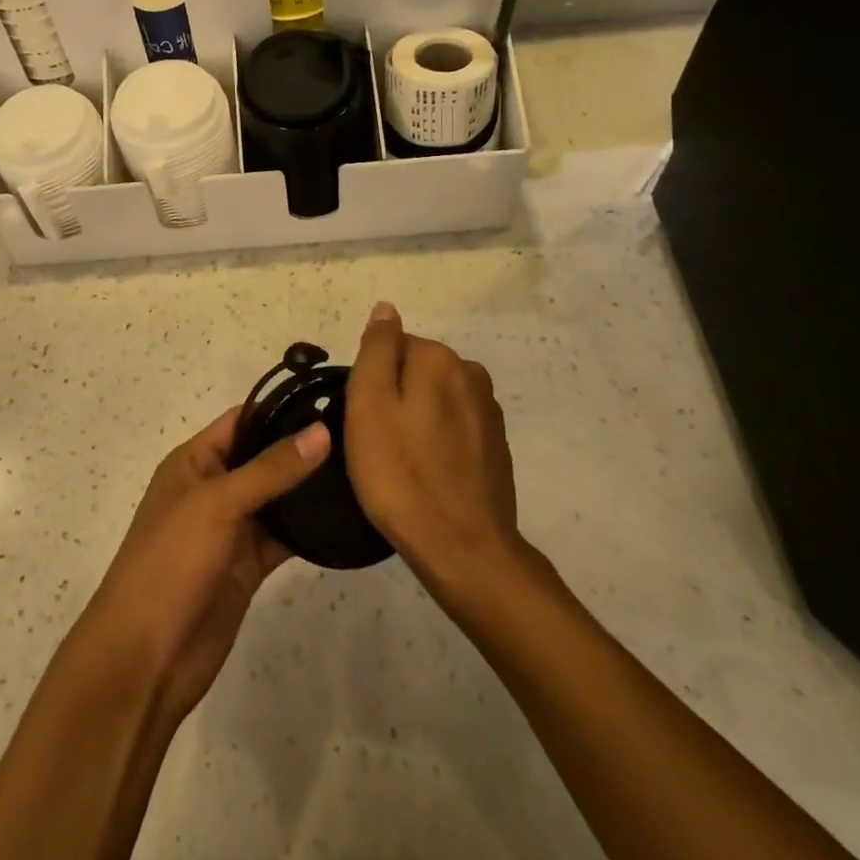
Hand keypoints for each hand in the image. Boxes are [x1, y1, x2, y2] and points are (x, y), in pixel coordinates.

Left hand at [78, 408, 329, 720]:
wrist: (145, 658)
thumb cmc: (171, 562)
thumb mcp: (217, 503)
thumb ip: (270, 469)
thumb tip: (321, 431)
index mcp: (194, 462)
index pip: (242, 421)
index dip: (280, 409)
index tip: (330, 401)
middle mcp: (213, 489)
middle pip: (263, 458)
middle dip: (301, 448)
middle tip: (358, 437)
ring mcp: (231, 530)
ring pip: (276, 499)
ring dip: (308, 490)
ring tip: (361, 471)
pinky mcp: (247, 567)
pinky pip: (282, 538)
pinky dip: (308, 531)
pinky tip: (344, 520)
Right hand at [344, 303, 520, 587]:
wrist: (464, 550)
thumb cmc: (401, 473)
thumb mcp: (368, 404)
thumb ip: (377, 349)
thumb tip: (386, 309)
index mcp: (439, 358)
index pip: (392, 346)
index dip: (371, 381)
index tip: (364, 418)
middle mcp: (470, 373)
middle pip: (415, 370)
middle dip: (395, 397)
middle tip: (377, 443)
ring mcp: (488, 412)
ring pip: (435, 399)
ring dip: (417, 420)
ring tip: (402, 463)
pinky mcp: (496, 446)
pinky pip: (454, 428)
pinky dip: (438, 442)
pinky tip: (428, 475)